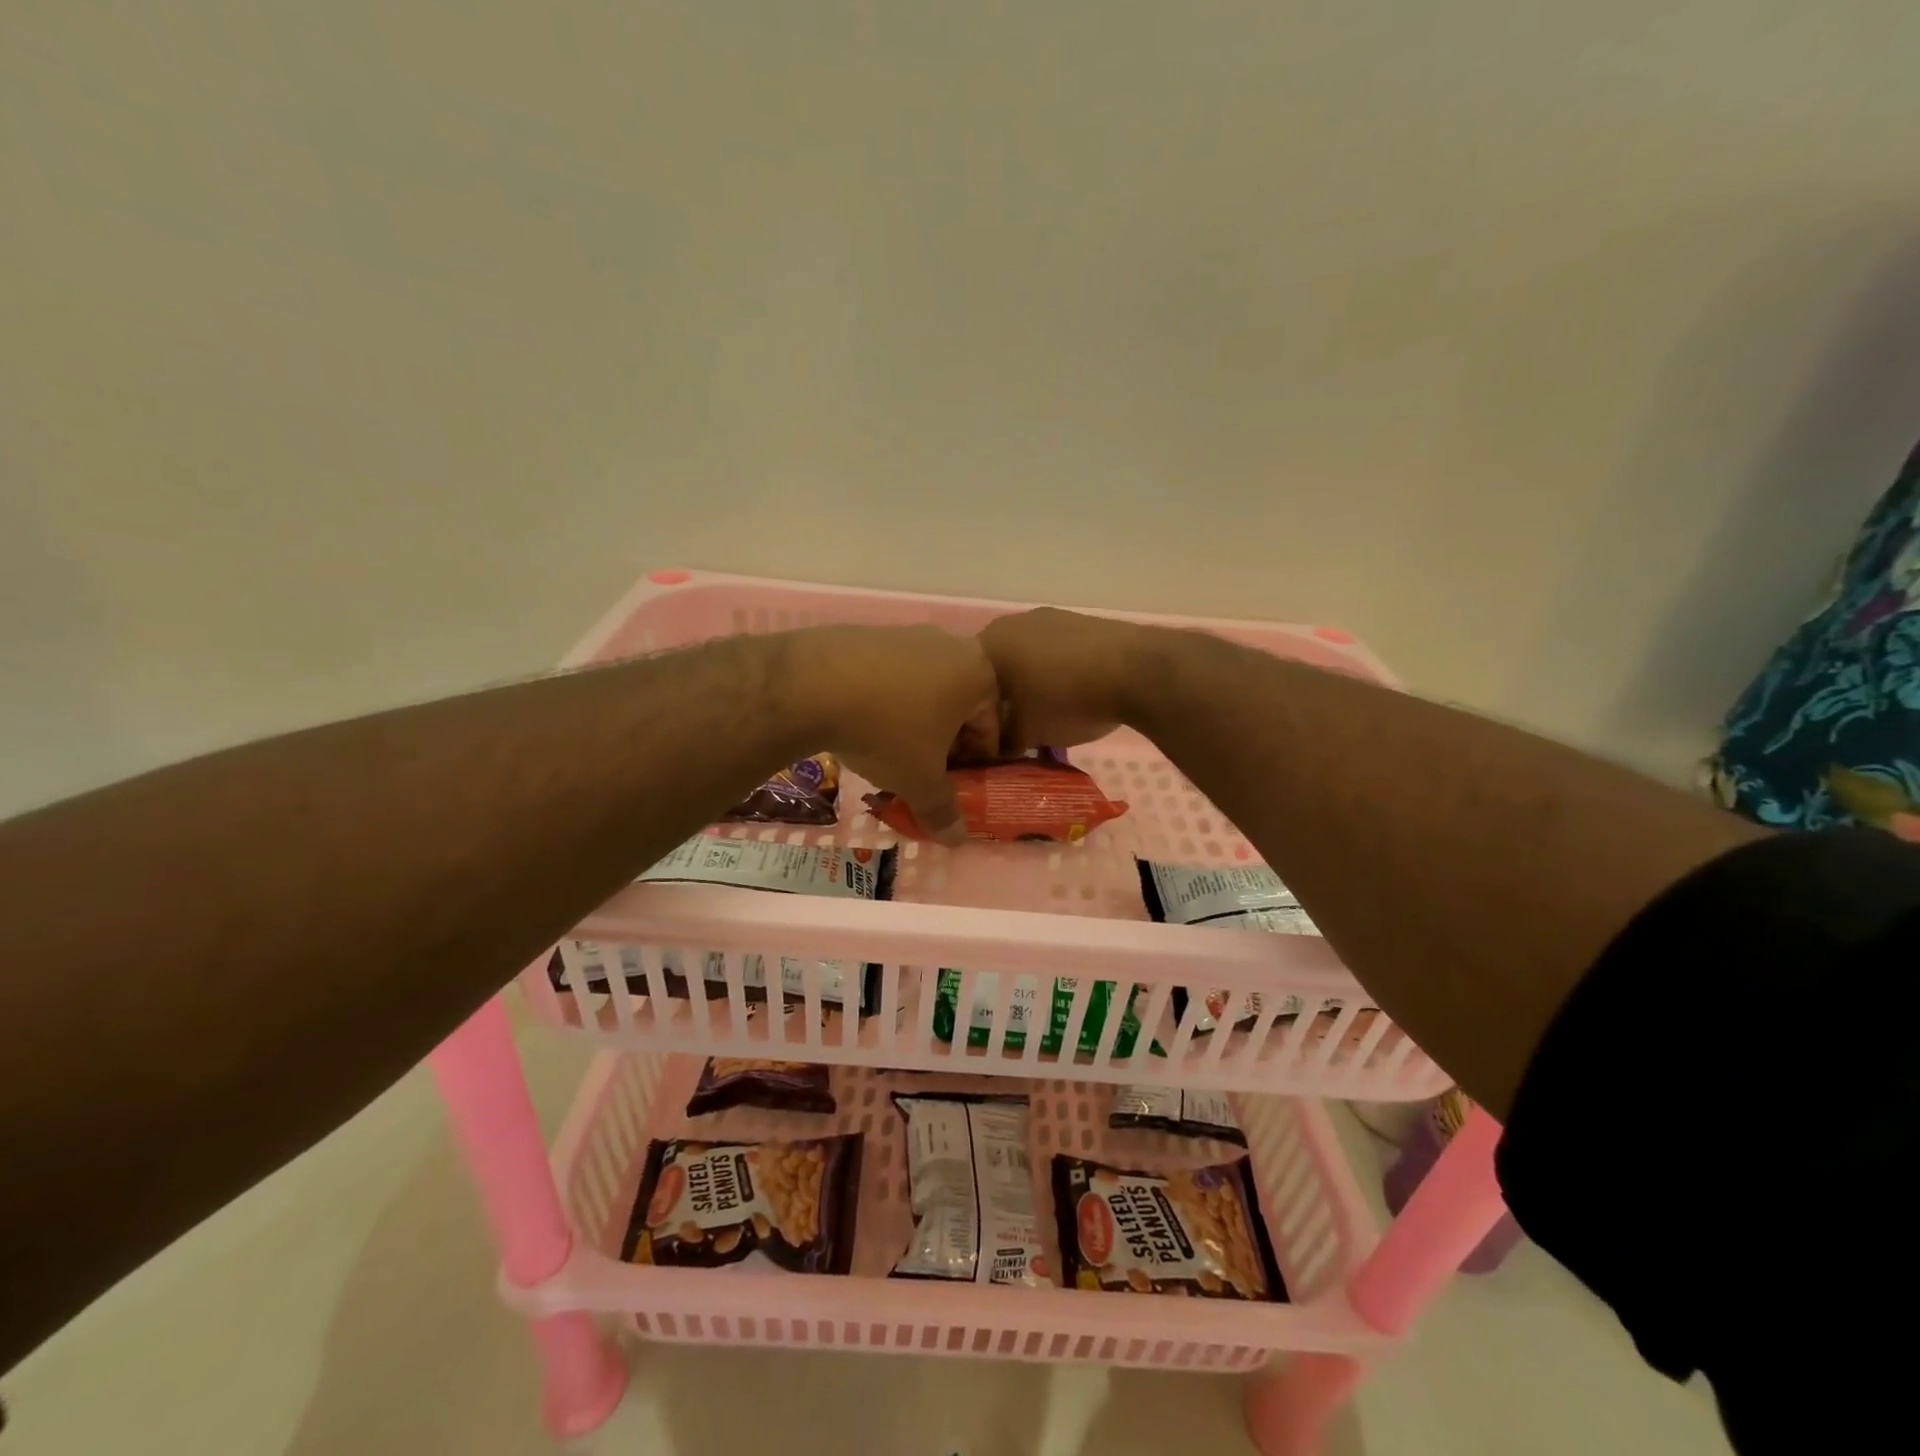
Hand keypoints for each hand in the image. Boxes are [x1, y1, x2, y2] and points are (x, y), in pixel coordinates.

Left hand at [787, 625, 998, 844]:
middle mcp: (952, 644)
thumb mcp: (919, 781)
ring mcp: (909, 634)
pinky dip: (886, 699)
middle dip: (945, 739)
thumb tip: (958, 840)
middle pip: (959, 704)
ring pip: (924, 688)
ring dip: (916, 719)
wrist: (812, 684)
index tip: (955, 786)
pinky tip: (862, 721)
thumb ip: (943, 811)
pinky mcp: (871, 633)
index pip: (991, 729)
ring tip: (889, 748)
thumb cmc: (887, 732)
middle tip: (924, 769)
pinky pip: (891, 674)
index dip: (975, 764)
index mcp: (979, 674)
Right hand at [978, 608, 1146, 752]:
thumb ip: (998, 744)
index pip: (962, 685)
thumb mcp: (1025, 734)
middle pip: (994, 669)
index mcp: (986, 645)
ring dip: (1028, 685)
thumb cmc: (1066, 701)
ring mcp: (1047, 618)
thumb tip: (989, 752)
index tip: (985, 741)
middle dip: (1000, 700)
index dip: (971, 716)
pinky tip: (1071, 695)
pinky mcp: (1079, 622)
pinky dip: (1055, 673)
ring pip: (1025, 659)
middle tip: (1012, 730)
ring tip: (1044, 714)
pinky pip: (1054, 653)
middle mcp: (1010, 624)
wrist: (1136, 670)